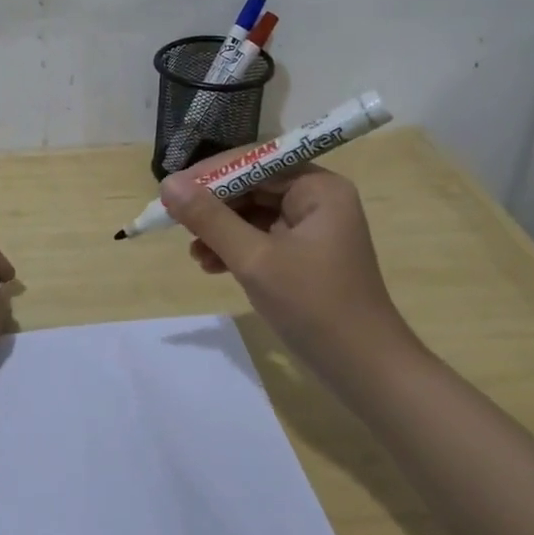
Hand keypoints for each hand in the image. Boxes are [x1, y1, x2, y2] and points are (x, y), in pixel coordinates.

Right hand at [159, 165, 422, 385]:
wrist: (365, 373)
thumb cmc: (314, 307)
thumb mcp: (255, 260)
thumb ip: (210, 219)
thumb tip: (168, 185)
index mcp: (318, 187)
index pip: (255, 161)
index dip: (210, 173)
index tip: (171, 190)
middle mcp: (317, 199)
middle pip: (253, 186)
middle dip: (213, 206)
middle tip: (173, 221)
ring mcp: (312, 229)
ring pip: (253, 213)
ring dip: (220, 230)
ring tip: (193, 253)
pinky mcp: (304, 256)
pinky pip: (261, 238)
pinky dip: (235, 249)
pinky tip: (210, 266)